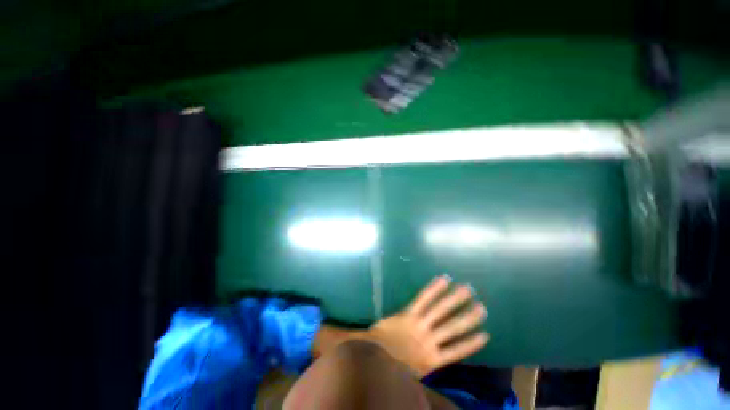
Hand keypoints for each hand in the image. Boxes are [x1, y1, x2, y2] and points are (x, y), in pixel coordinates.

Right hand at [364, 275, 488, 376]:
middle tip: (469, 288)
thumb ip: (396, 315)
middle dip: (456, 299)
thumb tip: (401, 309)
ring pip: (451, 327)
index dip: (436, 287)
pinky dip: (469, 344)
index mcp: (407, 316)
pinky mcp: (434, 359)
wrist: (377, 367)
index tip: (447, 278)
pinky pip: (455, 351)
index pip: (425, 297)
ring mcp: (429, 343)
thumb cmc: (380, 343)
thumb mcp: (384, 323)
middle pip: (442, 309)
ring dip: (466, 316)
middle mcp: (421, 326)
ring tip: (481, 308)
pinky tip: (482, 336)